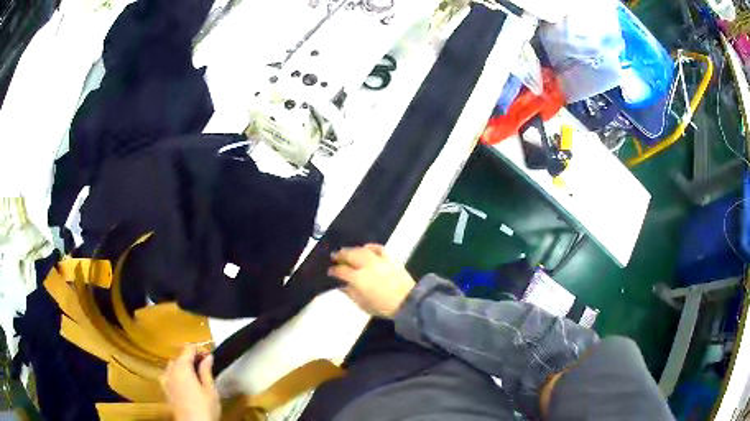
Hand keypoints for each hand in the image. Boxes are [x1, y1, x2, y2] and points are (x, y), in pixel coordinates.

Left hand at [162, 346, 220, 420]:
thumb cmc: (205, 408)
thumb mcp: (210, 390)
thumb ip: (206, 371)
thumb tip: (208, 356)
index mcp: (182, 366)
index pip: (189, 348)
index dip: (200, 350)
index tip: (210, 357)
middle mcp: (171, 369)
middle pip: (180, 356)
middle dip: (191, 359)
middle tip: (205, 367)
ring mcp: (166, 379)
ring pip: (173, 365)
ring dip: (182, 366)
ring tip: (195, 376)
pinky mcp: (165, 389)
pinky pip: (168, 375)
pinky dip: (175, 375)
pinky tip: (182, 383)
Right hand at [328, 244, 415, 317]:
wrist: (407, 301)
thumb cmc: (383, 307)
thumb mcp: (362, 305)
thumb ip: (350, 294)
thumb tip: (342, 286)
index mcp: (357, 278)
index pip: (341, 271)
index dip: (333, 270)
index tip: (330, 271)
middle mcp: (366, 266)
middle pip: (350, 255)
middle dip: (340, 255)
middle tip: (335, 256)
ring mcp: (378, 260)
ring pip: (362, 250)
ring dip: (352, 249)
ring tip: (347, 251)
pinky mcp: (390, 258)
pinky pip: (379, 248)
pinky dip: (371, 246)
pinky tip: (366, 247)